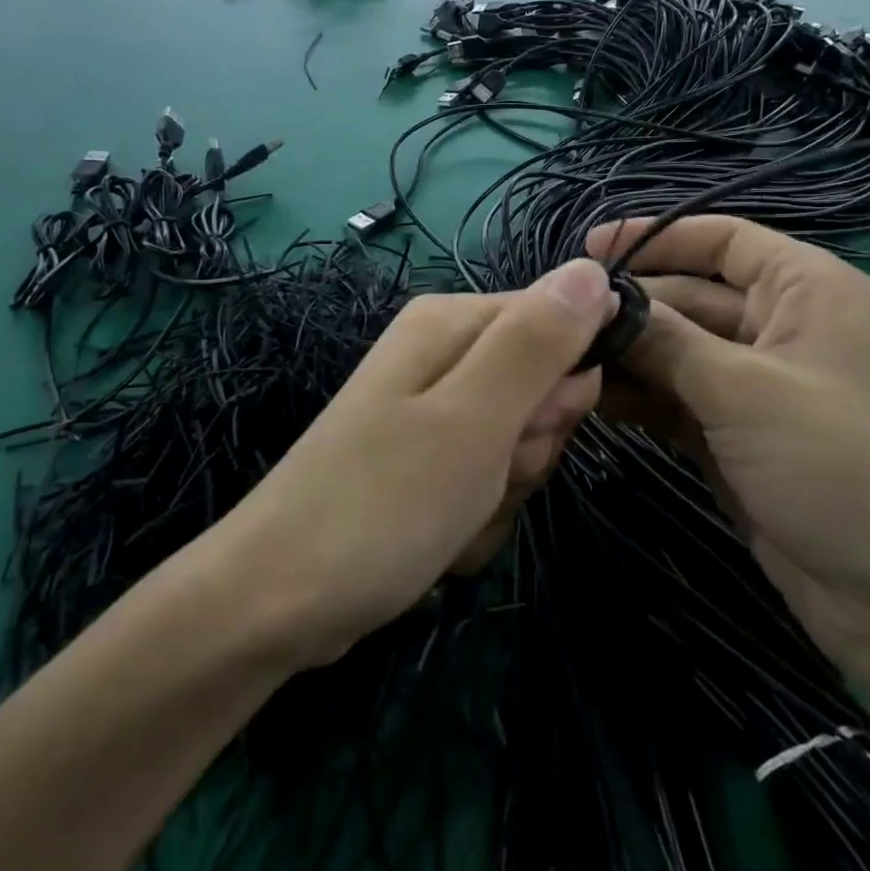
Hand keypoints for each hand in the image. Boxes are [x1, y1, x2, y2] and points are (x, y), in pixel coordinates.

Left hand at [220, 259, 614, 666]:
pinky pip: (485, 483)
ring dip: (503, 492)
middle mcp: (439, 356)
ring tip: (454, 513)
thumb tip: (593, 268)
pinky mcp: (423, 465)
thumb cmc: (382, 504)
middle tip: (484, 474)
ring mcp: (430, 414)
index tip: (532, 430)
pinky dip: (476, 519)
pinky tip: (439, 542)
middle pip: (541, 390)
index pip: (558, 323)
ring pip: (519, 446)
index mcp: (449, 323)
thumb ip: (536, 342)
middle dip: (529, 447)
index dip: (562, 386)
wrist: (276, 602)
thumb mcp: (474, 419)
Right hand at [584, 217, 869, 687]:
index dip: (656, 237)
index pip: (721, 239)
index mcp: (804, 291)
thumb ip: (667, 341)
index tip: (589, 251)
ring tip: (564, 363)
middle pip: (690, 297)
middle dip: (629, 308)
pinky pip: (676, 402)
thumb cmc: (842, 464)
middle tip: (558, 323)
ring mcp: (756, 388)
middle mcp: (780, 329)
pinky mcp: (736, 438)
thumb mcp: (746, 390)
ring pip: (676, 354)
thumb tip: (599, 303)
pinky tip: (592, 402)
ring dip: (627, 358)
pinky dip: (640, 401)